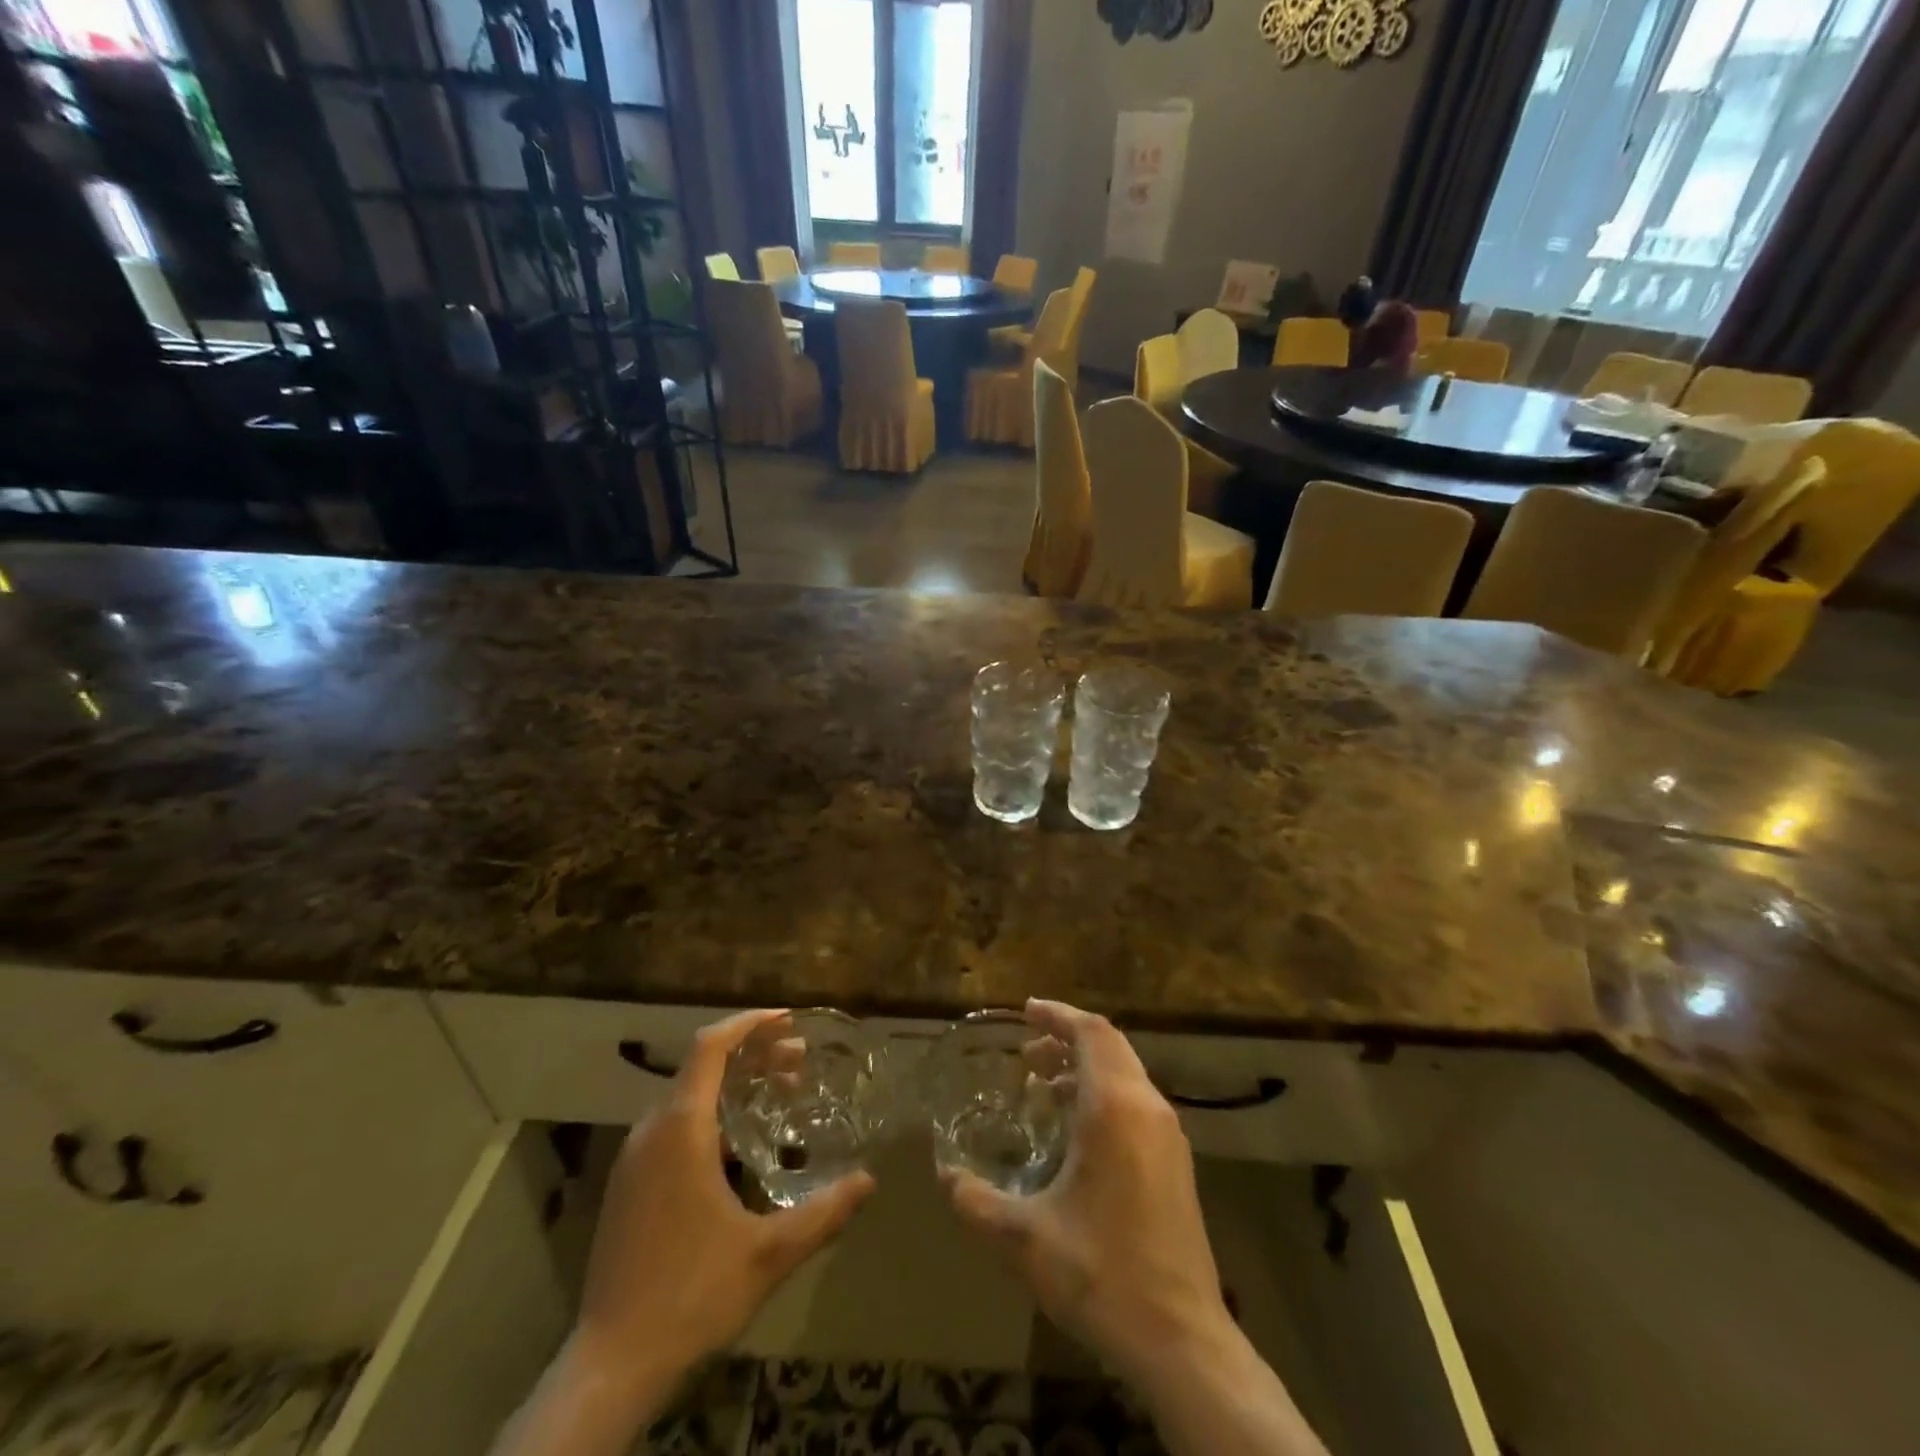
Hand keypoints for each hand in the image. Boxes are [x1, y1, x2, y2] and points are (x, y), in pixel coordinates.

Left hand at [572, 1010, 874, 1398]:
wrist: (611, 1366)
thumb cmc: (692, 1294)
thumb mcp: (769, 1253)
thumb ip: (824, 1212)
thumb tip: (869, 1181)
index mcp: (681, 1129)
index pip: (710, 1047)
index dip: (749, 1024)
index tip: (788, 1020)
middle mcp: (651, 1131)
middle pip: (702, 1068)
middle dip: (753, 1055)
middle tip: (800, 1060)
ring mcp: (633, 1159)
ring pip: (687, 1097)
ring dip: (733, 1085)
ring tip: (779, 1094)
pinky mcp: (628, 1186)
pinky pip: (673, 1125)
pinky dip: (712, 1114)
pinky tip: (741, 1144)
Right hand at [940, 999, 1231, 1389]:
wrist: (1182, 1340)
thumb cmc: (1102, 1275)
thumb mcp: (1026, 1240)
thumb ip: (978, 1203)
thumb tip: (945, 1178)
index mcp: (1115, 1108)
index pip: (1091, 1032)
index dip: (1058, 1015)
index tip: (1027, 1010)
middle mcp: (1147, 1108)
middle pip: (1110, 1045)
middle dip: (1068, 1038)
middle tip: (1027, 1050)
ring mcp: (1168, 1135)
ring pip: (1126, 1073)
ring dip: (1085, 1068)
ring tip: (1042, 1087)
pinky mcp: (1175, 1162)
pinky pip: (1136, 1103)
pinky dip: (1103, 1094)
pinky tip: (1075, 1131)